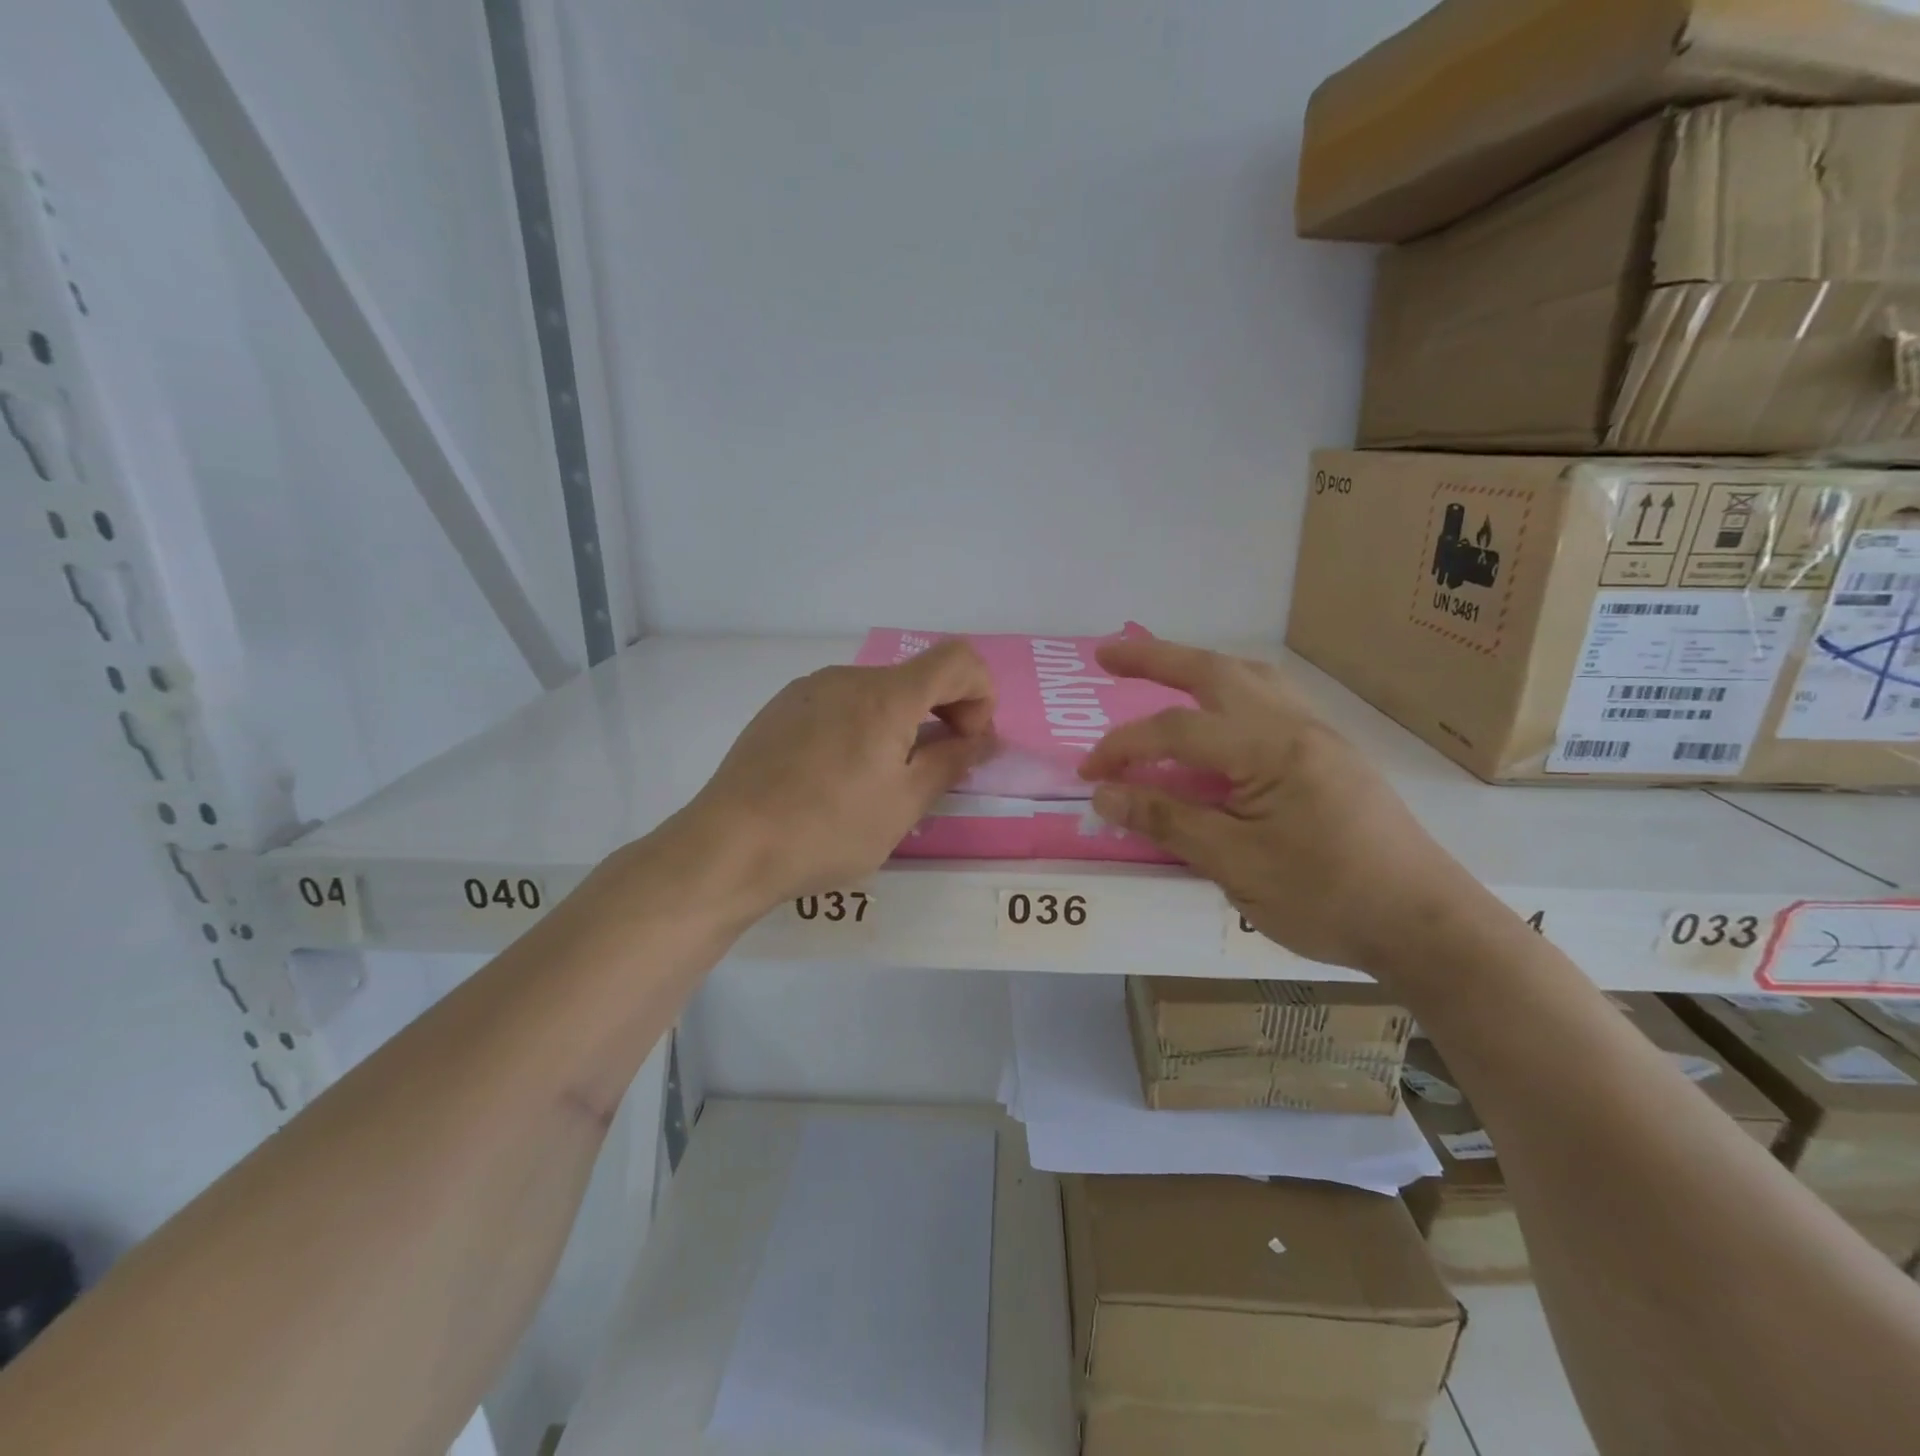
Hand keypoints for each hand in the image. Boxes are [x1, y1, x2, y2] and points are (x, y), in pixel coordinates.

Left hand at [671, 641, 996, 910]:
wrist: (729, 845)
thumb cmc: (828, 829)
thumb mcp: (903, 805)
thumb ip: (951, 763)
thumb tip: (982, 740)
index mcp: (886, 696)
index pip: (958, 660)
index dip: (980, 696)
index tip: (966, 744)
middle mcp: (847, 678)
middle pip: (917, 677)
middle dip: (943, 714)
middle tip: (934, 770)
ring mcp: (808, 689)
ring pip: (877, 692)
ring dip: (901, 724)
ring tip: (880, 780)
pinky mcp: (780, 708)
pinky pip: (840, 704)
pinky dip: (862, 727)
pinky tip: (837, 776)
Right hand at [1079, 638, 1491, 976]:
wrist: (1424, 924)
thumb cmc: (1327, 898)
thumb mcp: (1235, 865)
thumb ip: (1167, 822)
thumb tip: (1104, 795)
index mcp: (1271, 749)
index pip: (1177, 732)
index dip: (1123, 748)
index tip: (1088, 775)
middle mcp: (1295, 725)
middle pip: (1214, 672)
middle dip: (1155, 658)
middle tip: (1107, 654)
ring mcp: (1318, 735)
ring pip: (1250, 677)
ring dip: (1198, 668)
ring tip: (1160, 672)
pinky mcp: (1330, 754)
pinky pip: (1270, 700)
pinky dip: (1230, 692)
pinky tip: (1219, 716)